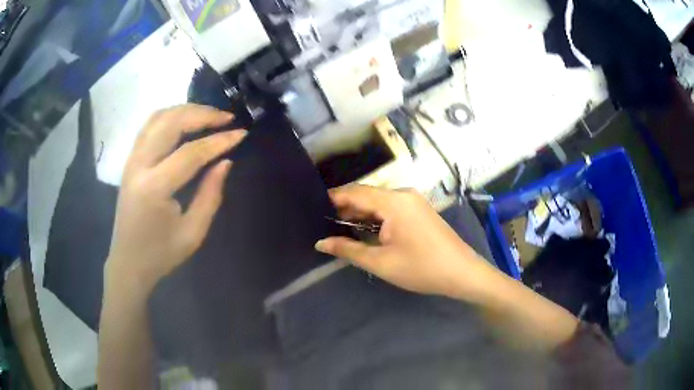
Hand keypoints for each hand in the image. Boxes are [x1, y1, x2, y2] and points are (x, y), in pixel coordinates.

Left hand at [105, 104, 246, 293]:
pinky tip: (185, 120)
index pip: (190, 153)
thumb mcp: (192, 233)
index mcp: (154, 188)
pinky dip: (170, 116)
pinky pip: (149, 125)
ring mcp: (131, 159)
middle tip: (227, 117)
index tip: (242, 134)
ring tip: (209, 115)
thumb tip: (225, 161)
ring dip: (186, 110)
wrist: (128, 262)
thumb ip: (210, 195)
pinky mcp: (130, 160)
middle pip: (171, 123)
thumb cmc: (161, 254)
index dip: (219, 141)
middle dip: (202, 114)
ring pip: (158, 117)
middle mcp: (139, 165)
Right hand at [315, 185, 494, 300]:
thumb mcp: (381, 262)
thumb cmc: (421, 268)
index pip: (355, 192)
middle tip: (324, 224)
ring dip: (361, 214)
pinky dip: (376, 217)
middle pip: (367, 195)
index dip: (333, 198)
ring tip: (340, 229)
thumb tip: (321, 243)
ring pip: (379, 202)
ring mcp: (414, 201)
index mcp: (394, 202)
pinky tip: (365, 230)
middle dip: (346, 208)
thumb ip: (348, 250)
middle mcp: (404, 194)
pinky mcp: (419, 210)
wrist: (462, 272)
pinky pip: (391, 207)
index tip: (313, 208)